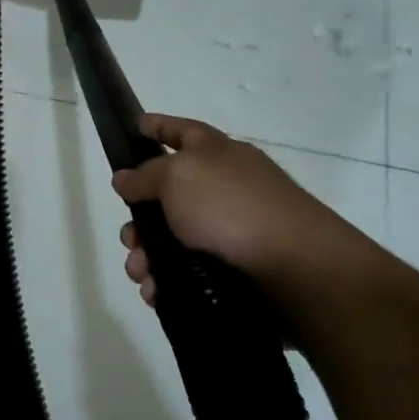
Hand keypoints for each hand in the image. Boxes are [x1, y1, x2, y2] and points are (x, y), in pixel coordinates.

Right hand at [111, 114, 367, 304]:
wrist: (294, 268)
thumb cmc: (232, 208)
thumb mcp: (178, 177)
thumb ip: (145, 175)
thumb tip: (124, 177)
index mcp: (217, 154)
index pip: (182, 131)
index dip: (158, 126)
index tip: (136, 126)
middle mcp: (224, 188)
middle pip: (169, 195)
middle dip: (139, 218)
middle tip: (129, 238)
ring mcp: (231, 230)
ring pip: (173, 240)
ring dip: (147, 257)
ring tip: (140, 273)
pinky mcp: (234, 270)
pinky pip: (188, 274)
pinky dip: (167, 283)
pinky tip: (155, 293)